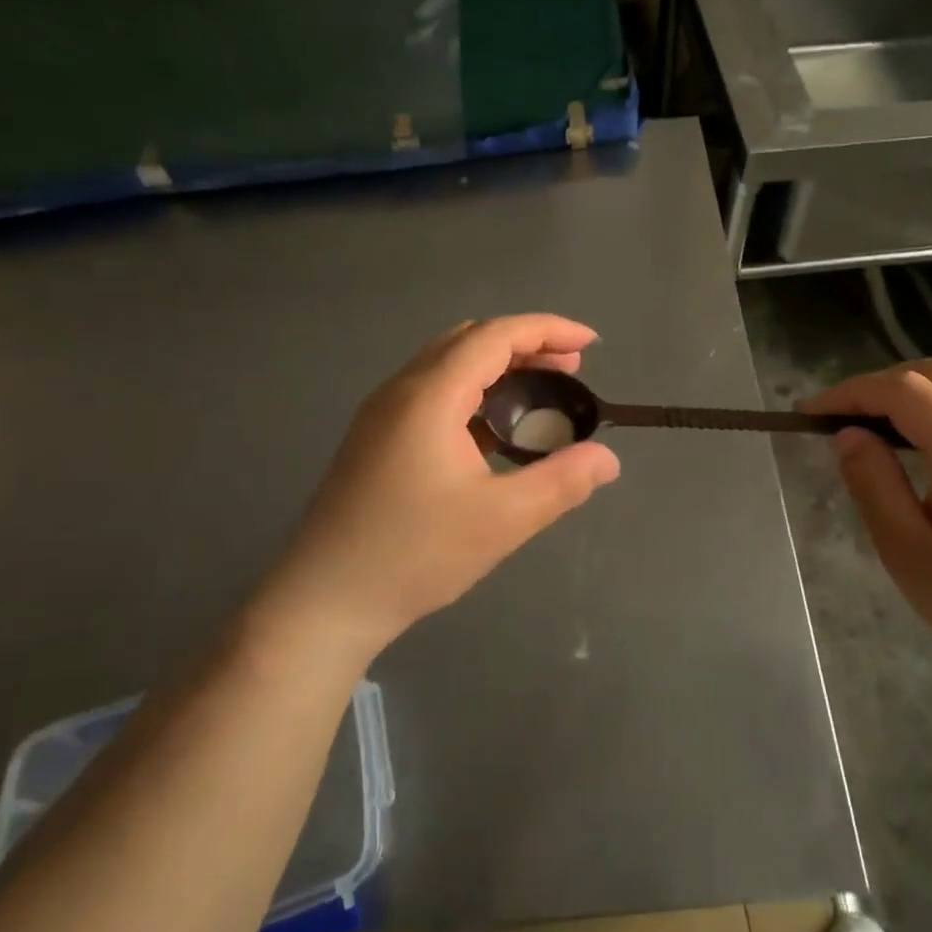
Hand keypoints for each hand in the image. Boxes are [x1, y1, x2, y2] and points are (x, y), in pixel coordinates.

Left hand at [263, 316, 620, 658]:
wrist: (324, 601)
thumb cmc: (414, 555)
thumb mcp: (502, 520)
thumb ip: (562, 482)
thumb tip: (607, 459)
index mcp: (430, 395)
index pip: (496, 336)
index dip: (548, 330)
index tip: (590, 345)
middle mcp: (402, 389)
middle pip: (471, 340)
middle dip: (526, 345)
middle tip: (571, 370)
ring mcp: (382, 412)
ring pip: (449, 364)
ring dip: (498, 367)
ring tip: (540, 394)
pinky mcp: (376, 437)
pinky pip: (433, 391)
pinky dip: (473, 391)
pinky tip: (493, 430)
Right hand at [804, 359, 931, 688]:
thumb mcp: (911, 555)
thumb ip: (874, 485)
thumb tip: (848, 435)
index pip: (903, 391)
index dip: (850, 393)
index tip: (810, 414)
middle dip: (883, 382)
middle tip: (845, 415)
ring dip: (916, 390)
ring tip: (878, 426)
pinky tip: (924, 446)